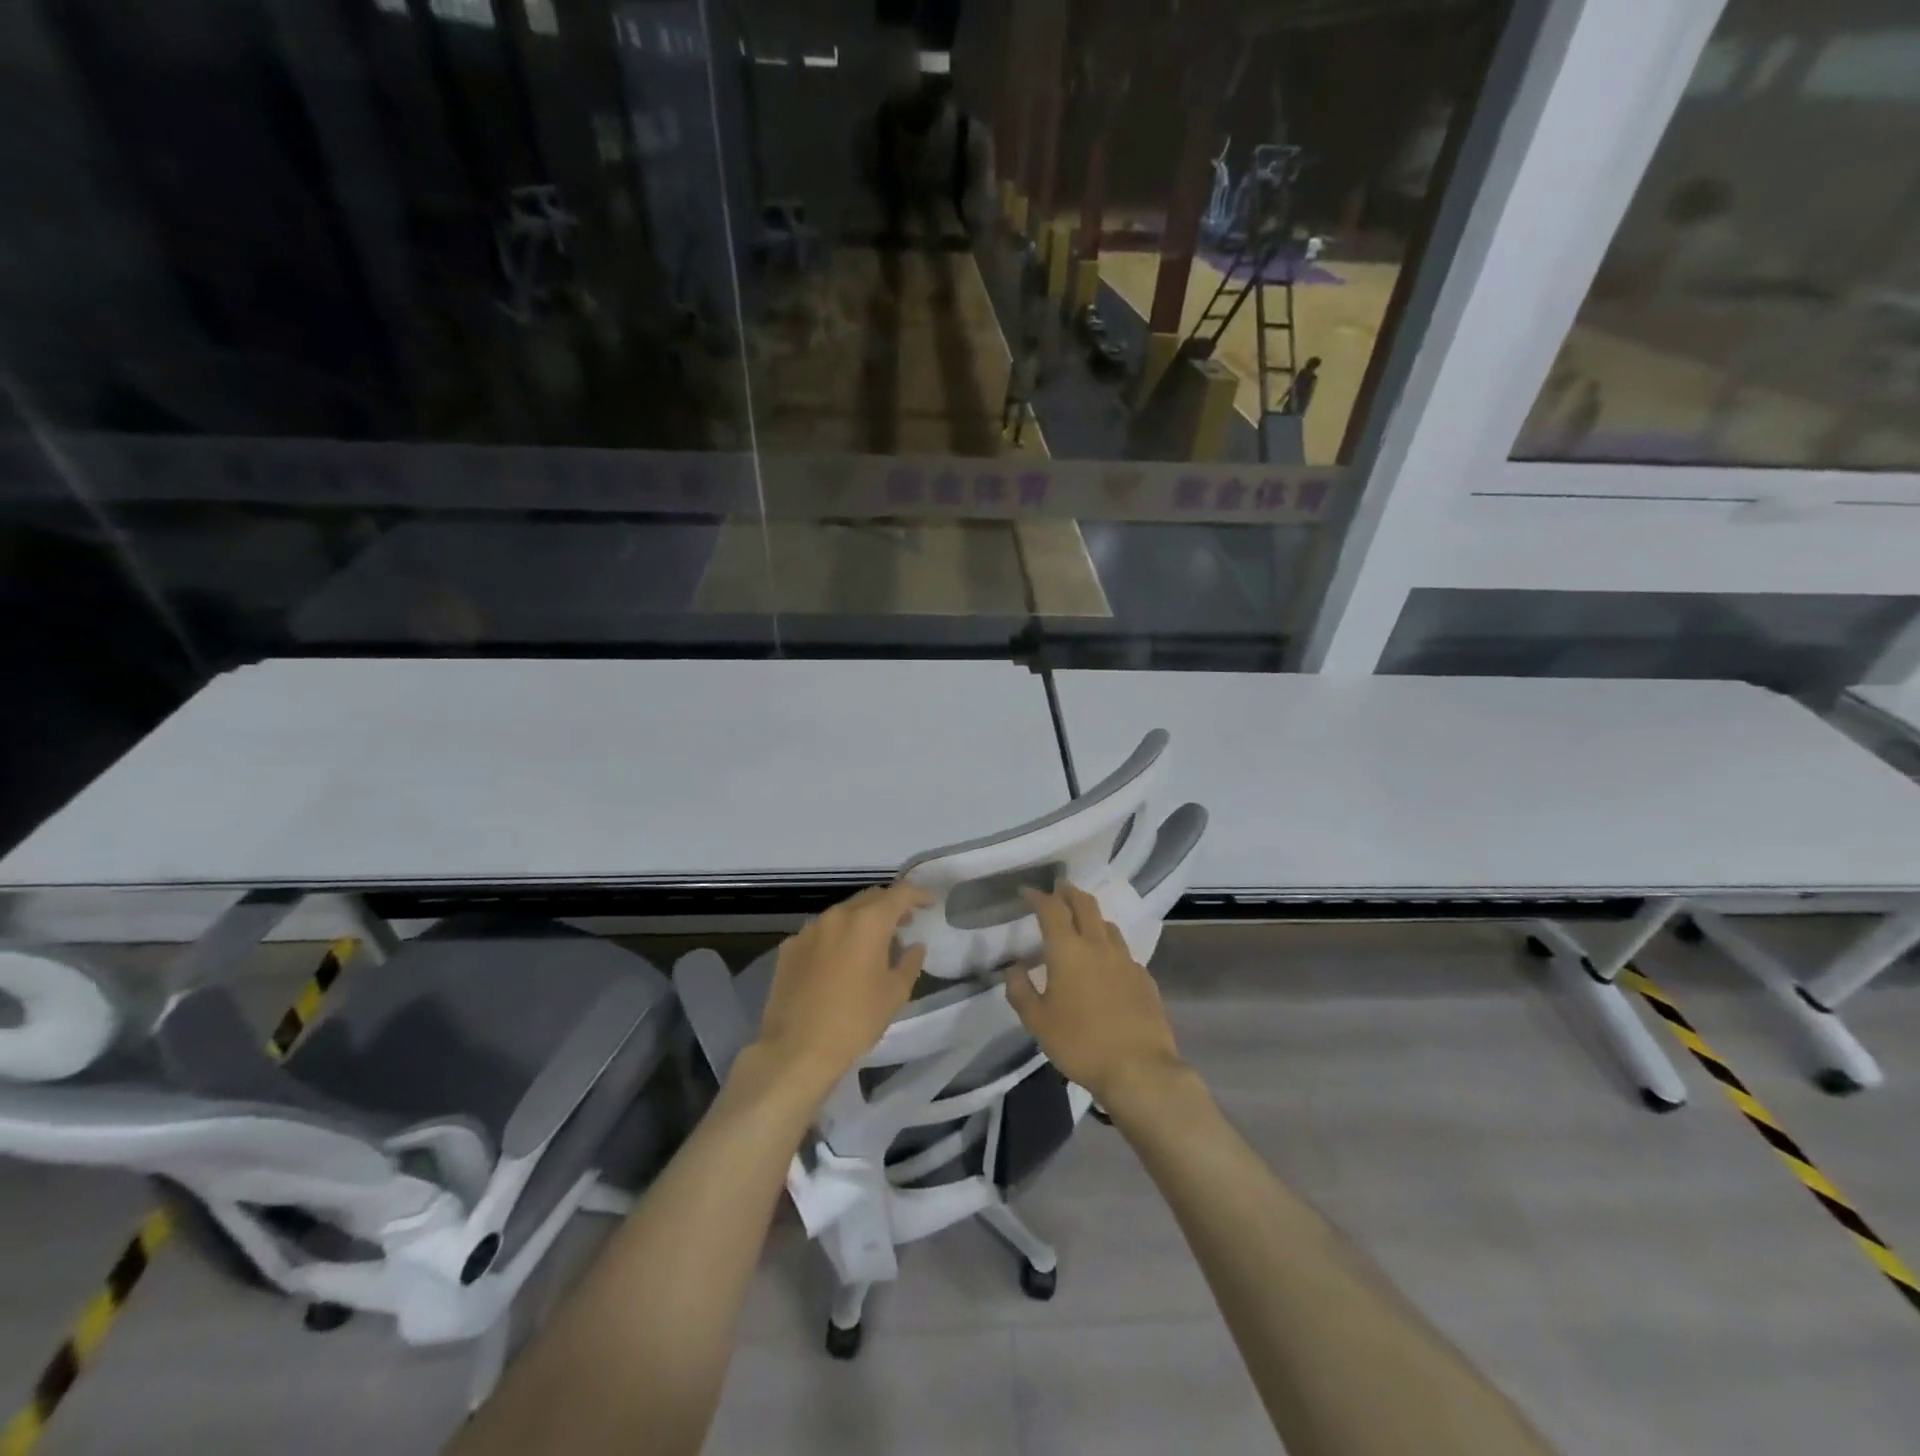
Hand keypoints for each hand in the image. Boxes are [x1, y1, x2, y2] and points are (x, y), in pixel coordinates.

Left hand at [752, 882, 930, 1090]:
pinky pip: (820, 932)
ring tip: (871, 943)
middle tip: (903, 923)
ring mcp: (809, 929)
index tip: (929, 903)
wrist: (796, 1049)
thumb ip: (910, 962)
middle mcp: (837, 916)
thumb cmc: (855, 1020)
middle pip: (869, 898)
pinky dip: (835, 938)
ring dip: (860, 921)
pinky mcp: (789, 947)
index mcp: (868, 922)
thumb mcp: (895, 994)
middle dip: (889, 906)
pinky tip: (838, 962)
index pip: (900, 893)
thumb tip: (914, 946)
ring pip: (842, 913)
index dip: (918, 895)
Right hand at [1006, 885, 1186, 1107]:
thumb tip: (1014, 967)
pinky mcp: (1144, 978)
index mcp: (1068, 950)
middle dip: (1069, 892)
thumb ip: (1021, 990)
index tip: (1027, 891)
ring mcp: (1125, 960)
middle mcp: (1098, 946)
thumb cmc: (1080, 1044)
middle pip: (1085, 904)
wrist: (1139, 1069)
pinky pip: (1123, 951)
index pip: (1051, 909)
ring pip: (1107, 924)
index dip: (1038, 896)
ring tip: (1082, 922)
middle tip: (1059, 888)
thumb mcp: (1037, 1022)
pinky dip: (1109, 946)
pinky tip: (1106, 962)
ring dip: (1091, 916)